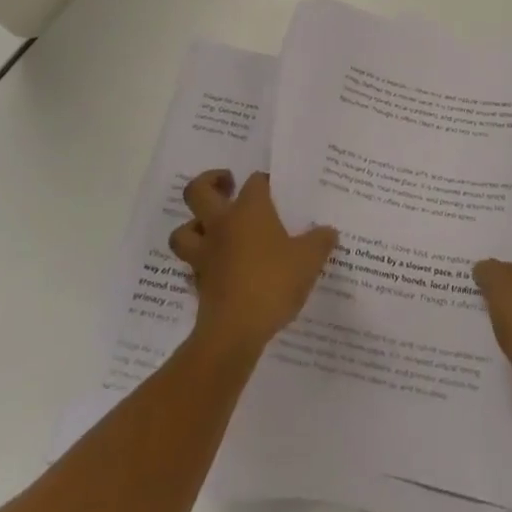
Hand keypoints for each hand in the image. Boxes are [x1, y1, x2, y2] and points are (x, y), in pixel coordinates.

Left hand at [170, 170, 337, 356]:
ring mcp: (205, 253)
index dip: (264, 181)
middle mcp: (221, 224)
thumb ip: (320, 241)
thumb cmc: (273, 282)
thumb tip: (328, 231)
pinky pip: (192, 264)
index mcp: (249, 210)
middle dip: (210, 182)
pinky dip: (201, 263)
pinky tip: (218, 269)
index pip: (254, 181)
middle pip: (197, 191)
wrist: (235, 330)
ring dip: (194, 225)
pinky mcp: (197, 282)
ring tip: (214, 228)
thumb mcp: (309, 259)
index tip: (276, 190)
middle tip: (228, 185)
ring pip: (183, 230)